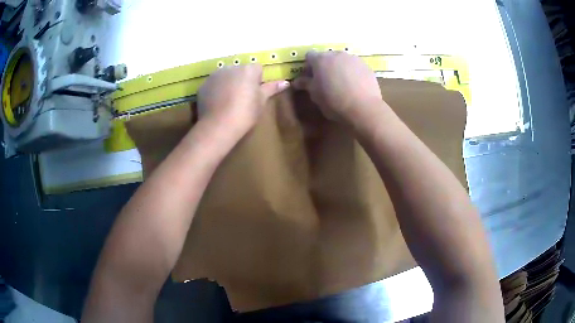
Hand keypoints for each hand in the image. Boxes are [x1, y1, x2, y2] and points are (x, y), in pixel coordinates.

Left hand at [198, 64, 288, 139]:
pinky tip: (217, 104)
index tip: (255, 93)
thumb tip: (286, 82)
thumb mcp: (261, 102)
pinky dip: (216, 90)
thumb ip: (272, 89)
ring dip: (228, 83)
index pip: (257, 68)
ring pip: (226, 76)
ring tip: (228, 102)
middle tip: (242, 98)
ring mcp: (215, 75)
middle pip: (240, 70)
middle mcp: (231, 67)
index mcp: (248, 69)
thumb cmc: (245, 113)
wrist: (219, 125)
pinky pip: (214, 84)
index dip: (257, 80)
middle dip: (242, 80)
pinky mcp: (204, 85)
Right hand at [293, 51, 383, 125]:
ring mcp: (353, 59)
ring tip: (341, 83)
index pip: (309, 56)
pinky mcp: (366, 66)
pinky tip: (354, 86)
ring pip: (342, 60)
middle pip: (327, 56)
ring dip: (338, 68)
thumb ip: (306, 84)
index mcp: (321, 59)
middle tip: (325, 81)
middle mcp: (337, 54)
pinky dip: (352, 72)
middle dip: (324, 66)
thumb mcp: (315, 95)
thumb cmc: (334, 102)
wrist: (364, 108)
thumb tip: (297, 81)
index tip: (310, 78)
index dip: (308, 66)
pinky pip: (354, 66)